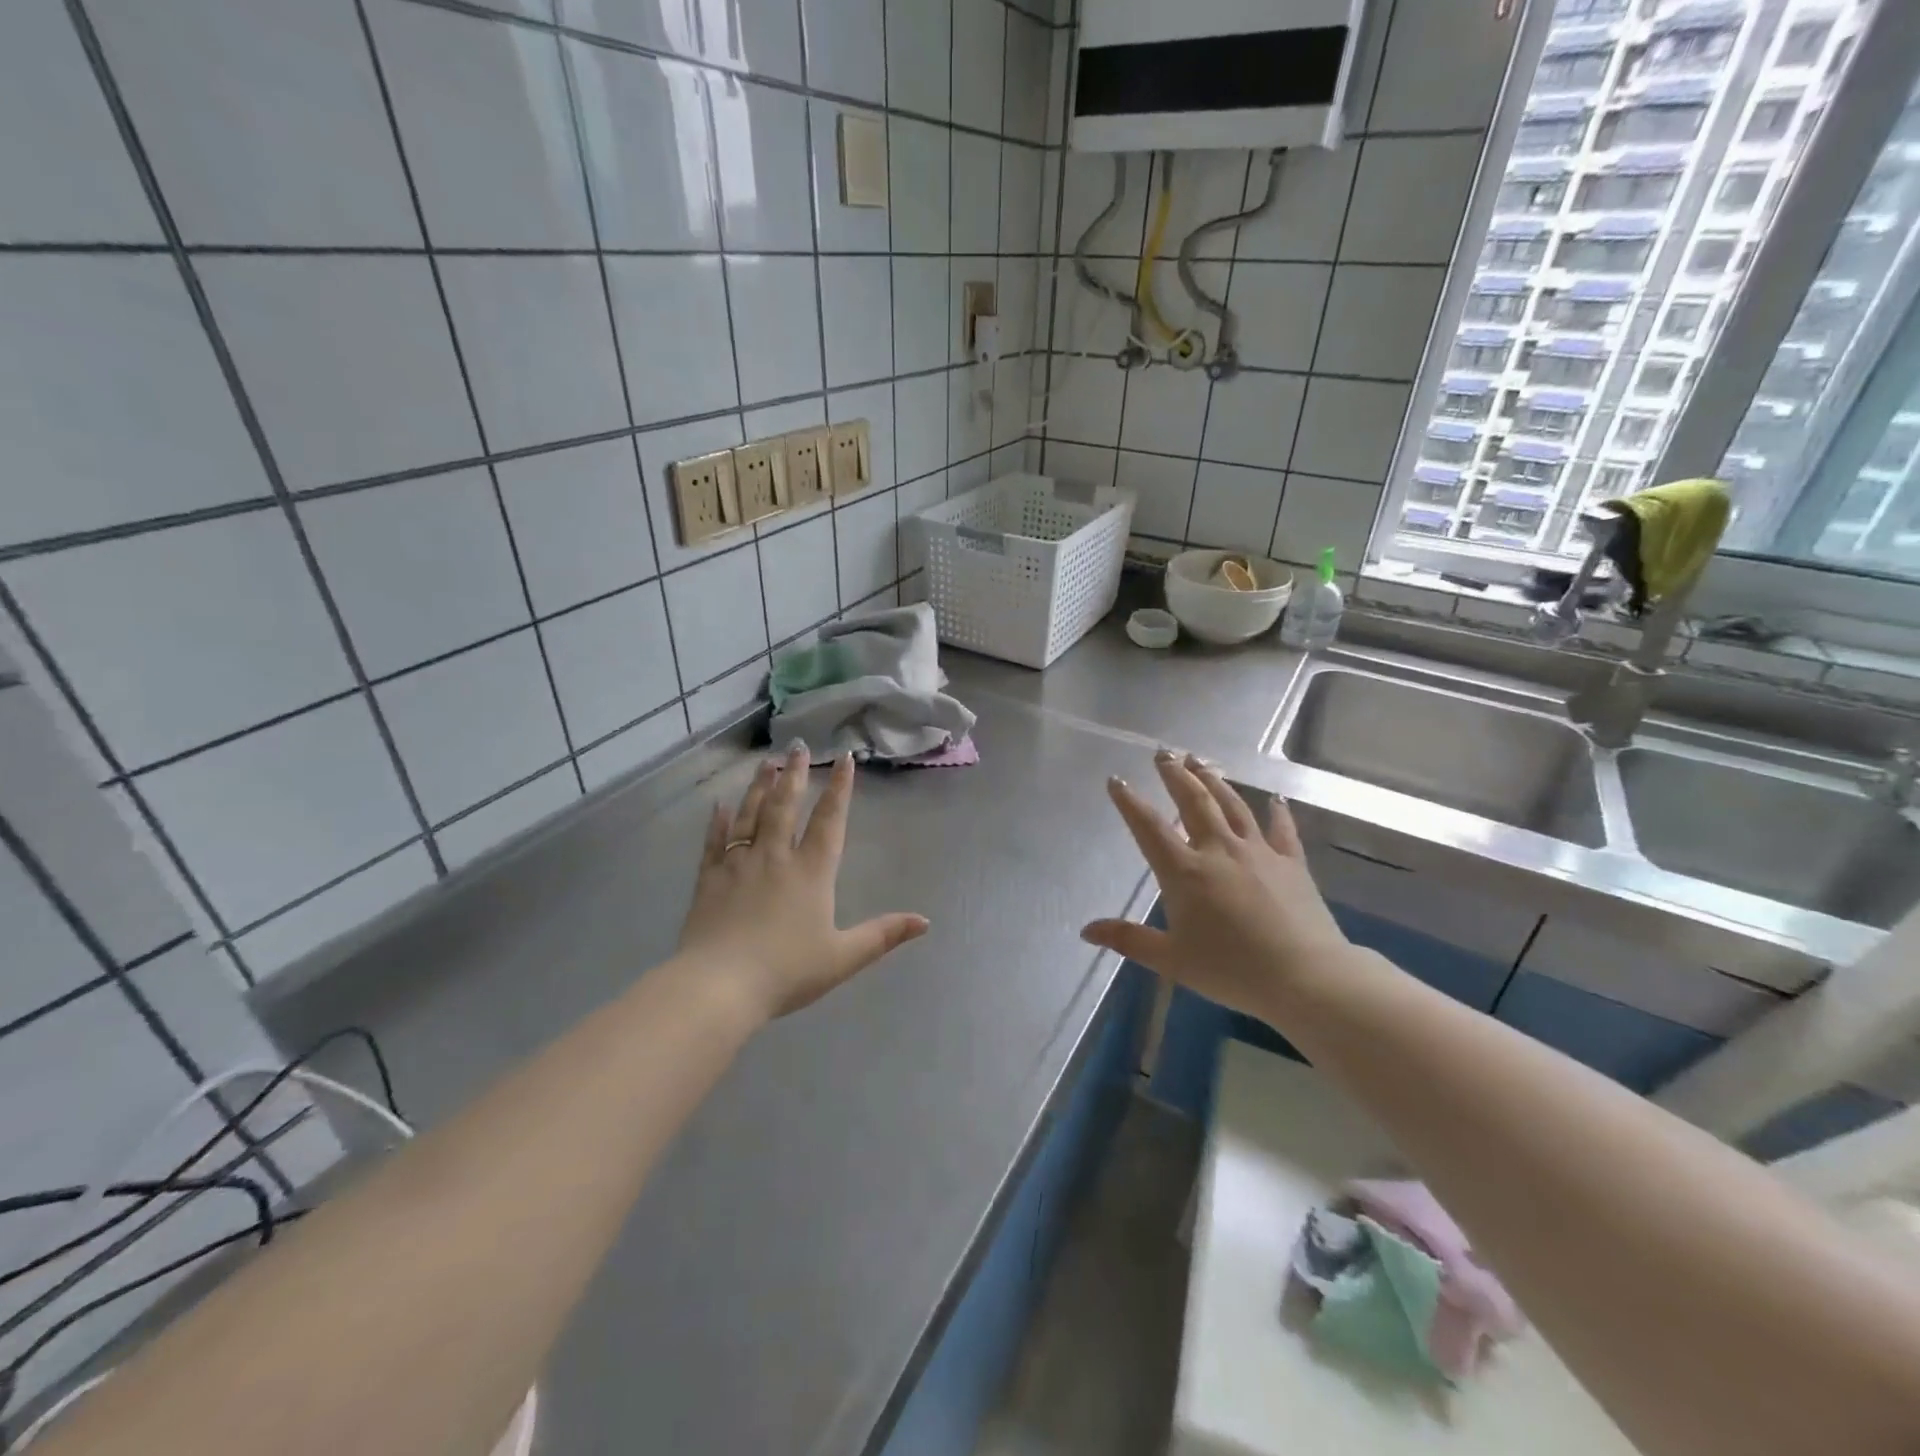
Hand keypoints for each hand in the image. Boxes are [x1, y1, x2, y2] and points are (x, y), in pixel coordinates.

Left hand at [677, 743, 929, 1020]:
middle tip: (798, 747)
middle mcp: (776, 857)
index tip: (844, 758)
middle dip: (795, 774)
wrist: (718, 987)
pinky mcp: (709, 879)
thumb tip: (925, 921)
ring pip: (751, 815)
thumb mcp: (843, 957)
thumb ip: (883, 935)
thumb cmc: (786, 971)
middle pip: (786, 806)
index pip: (830, 820)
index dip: (839, 788)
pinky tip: (719, 805)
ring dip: (760, 787)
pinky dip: (718, 822)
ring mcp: (738, 864)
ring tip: (767, 762)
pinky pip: (715, 842)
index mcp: (812, 872)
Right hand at [1081, 751, 1353, 1019]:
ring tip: (1199, 761)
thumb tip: (1086, 930)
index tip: (1116, 779)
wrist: (1305, 977)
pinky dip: (1277, 812)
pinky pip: (1282, 829)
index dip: (1129, 802)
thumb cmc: (1231, 970)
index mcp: (1185, 872)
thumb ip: (1129, 940)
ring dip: (1213, 781)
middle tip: (1163, 754)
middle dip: (1175, 775)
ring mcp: (1257, 852)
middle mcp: (1218, 850)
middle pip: (1193, 802)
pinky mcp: (1291, 862)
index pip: (1149, 827)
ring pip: (1231, 805)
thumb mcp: (1172, 960)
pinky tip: (1275, 799)